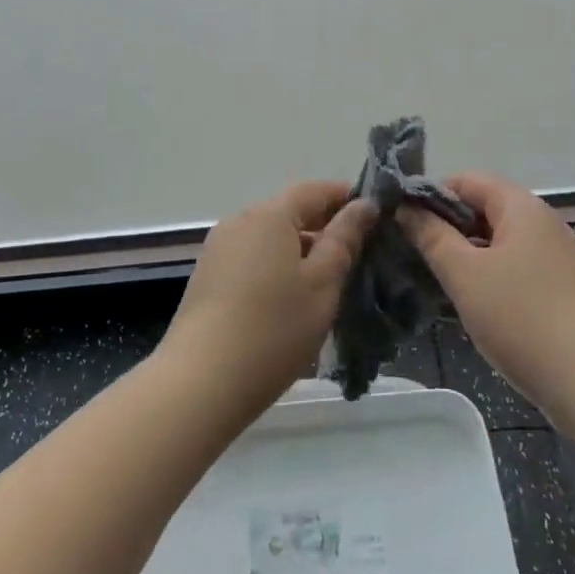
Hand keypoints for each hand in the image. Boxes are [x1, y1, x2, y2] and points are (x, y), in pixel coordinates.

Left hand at [158, 181, 376, 417]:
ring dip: (300, 249)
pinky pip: (252, 257)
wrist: (200, 382)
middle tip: (358, 252)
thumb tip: (363, 204)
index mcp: (269, 215)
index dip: (345, 197)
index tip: (374, 216)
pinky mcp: (207, 276)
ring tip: (328, 280)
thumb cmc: (273, 329)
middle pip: (289, 211)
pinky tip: (290, 298)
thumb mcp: (322, 284)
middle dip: (324, 226)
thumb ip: (344, 240)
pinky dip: (276, 265)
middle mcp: (239, 221)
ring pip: (270, 237)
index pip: (314, 190)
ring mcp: (218, 248)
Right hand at [402, 173, 574, 429]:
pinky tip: (470, 300)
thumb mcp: (464, 275)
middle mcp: (542, 220)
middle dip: (446, 226)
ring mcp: (554, 253)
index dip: (431, 195)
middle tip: (415, 253)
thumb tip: (406, 207)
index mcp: (521, 206)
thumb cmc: (520, 319)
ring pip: (497, 238)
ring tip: (435, 277)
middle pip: (483, 206)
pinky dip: (488, 272)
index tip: (403, 223)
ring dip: (465, 252)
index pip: (466, 180)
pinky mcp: (559, 284)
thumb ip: (431, 236)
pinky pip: (513, 263)